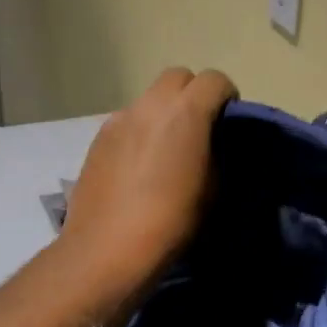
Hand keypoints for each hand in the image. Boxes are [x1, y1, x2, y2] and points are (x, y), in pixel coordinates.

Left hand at [62, 68, 236, 292]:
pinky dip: (141, 131)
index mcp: (186, 112)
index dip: (226, 96)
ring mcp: (119, 119)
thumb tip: (212, 145)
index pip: (215, 79)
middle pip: (178, 77)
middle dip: (193, 94)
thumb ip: (217, 154)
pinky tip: (139, 166)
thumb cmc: (172, 221)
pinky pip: (128, 121)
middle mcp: (150, 105)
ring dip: (164, 113)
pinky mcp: (98, 138)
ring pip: (150, 98)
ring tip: (166, 151)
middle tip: (199, 129)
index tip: (228, 123)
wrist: (107, 249)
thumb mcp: (213, 189)